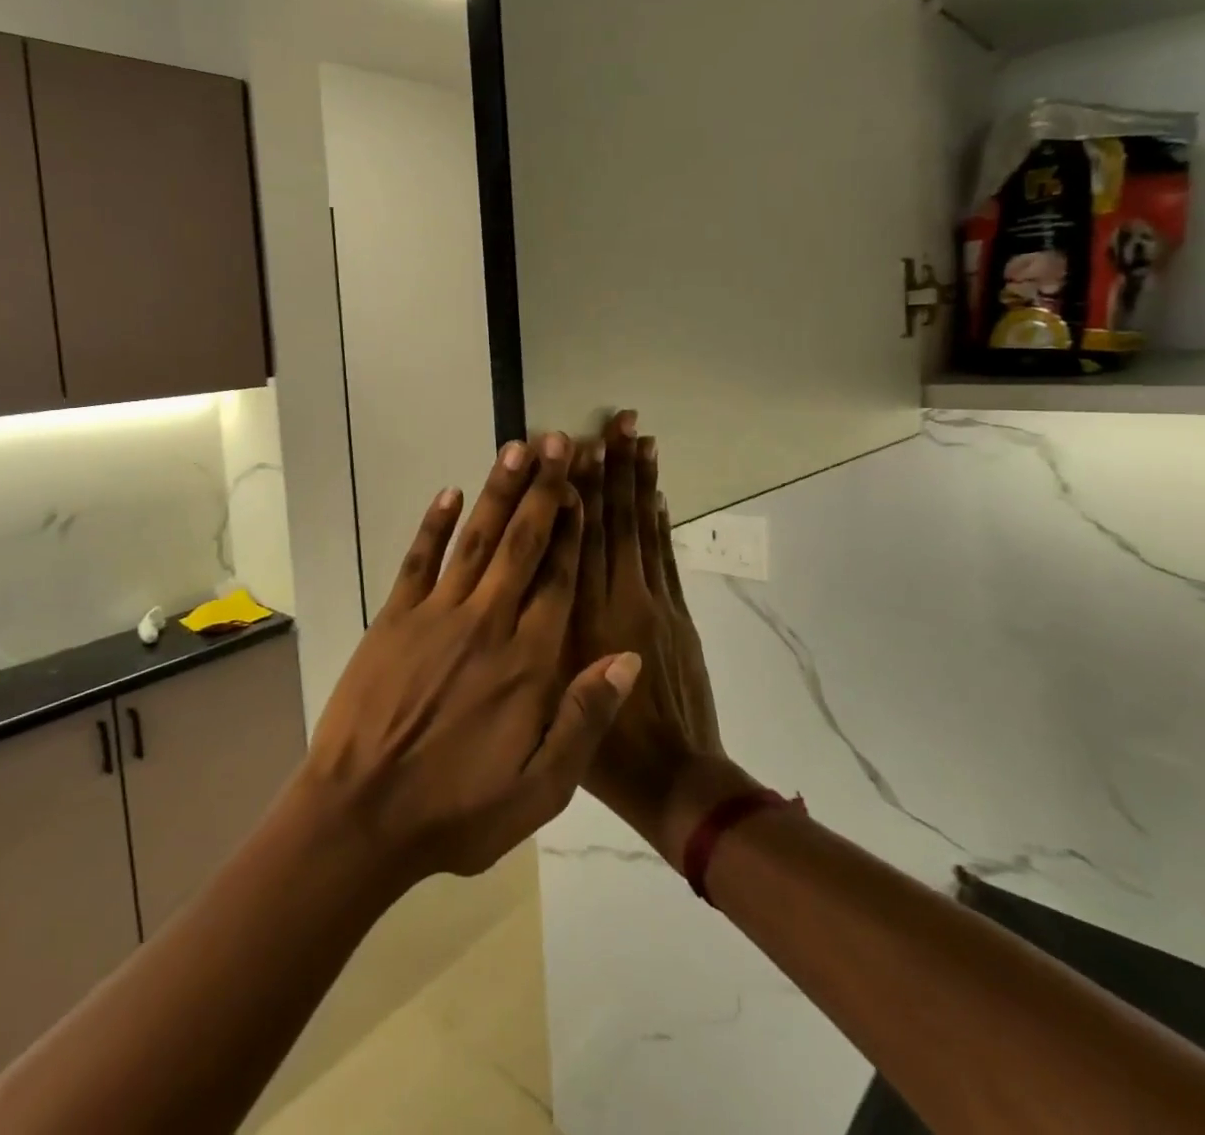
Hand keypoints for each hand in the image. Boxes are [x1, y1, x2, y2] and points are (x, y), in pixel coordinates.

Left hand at [300, 434, 643, 884]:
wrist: (361, 815)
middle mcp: (487, 624)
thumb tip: (627, 657)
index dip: (576, 528)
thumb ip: (584, 718)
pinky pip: (418, 561)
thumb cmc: (456, 810)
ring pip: (476, 541)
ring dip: (497, 493)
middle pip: (522, 544)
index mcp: (528, 662)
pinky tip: (449, 493)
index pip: (561, 580)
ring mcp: (435, 616)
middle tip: (559, 441)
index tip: (588, 485)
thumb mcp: (540, 788)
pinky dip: (433, 526)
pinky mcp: (393, 619)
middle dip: (544, 490)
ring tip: (517, 449)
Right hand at [569, 410, 734, 861]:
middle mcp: (617, 599)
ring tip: (638, 438)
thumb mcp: (548, 701)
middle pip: (612, 521)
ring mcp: (654, 603)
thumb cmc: (599, 756)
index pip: (575, 539)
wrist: (673, 784)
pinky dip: (660, 521)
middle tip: (616, 419)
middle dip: (612, 468)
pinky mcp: (678, 615)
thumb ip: (537, 634)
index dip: (575, 489)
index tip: (572, 446)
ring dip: (639, 482)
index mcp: (579, 619)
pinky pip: (666, 556)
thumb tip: (526, 577)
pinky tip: (655, 493)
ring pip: (642, 530)